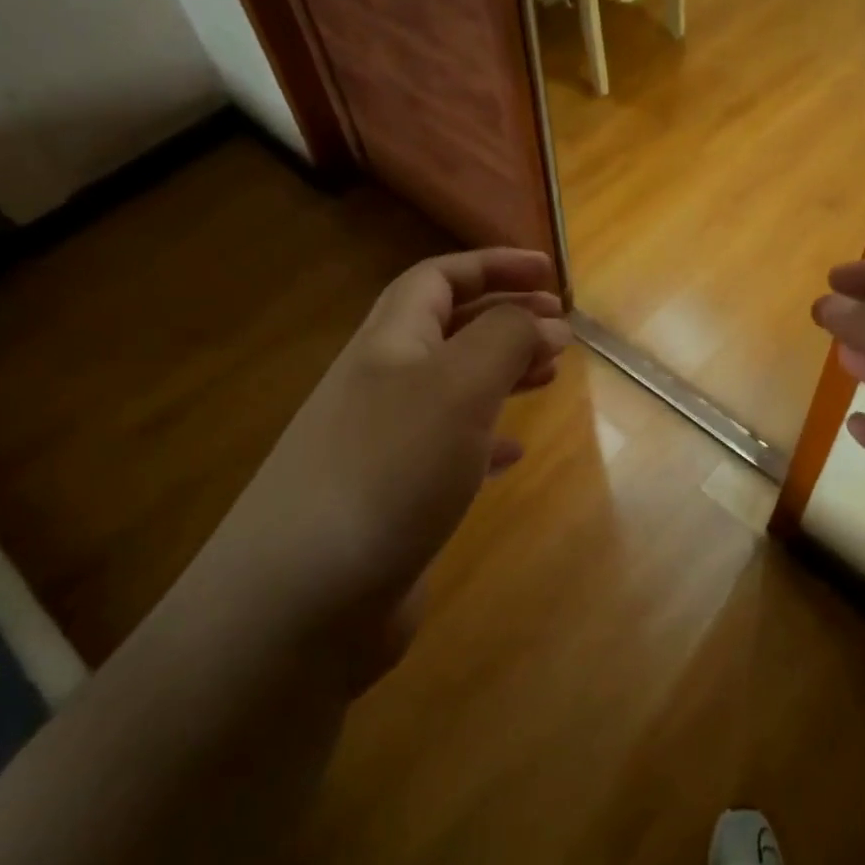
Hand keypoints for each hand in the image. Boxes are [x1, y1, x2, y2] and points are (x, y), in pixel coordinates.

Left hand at [184, 249, 568, 685]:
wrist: (303, 599)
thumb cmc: (388, 472)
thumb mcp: (457, 387)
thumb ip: (505, 339)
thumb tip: (543, 320)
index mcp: (388, 343)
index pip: (439, 278)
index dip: (493, 265)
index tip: (550, 274)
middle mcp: (380, 385)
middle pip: (446, 329)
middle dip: (505, 318)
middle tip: (561, 330)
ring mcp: (382, 444)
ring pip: (451, 389)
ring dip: (500, 374)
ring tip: (548, 378)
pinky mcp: (392, 498)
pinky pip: (448, 450)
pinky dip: (485, 440)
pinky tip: (512, 453)